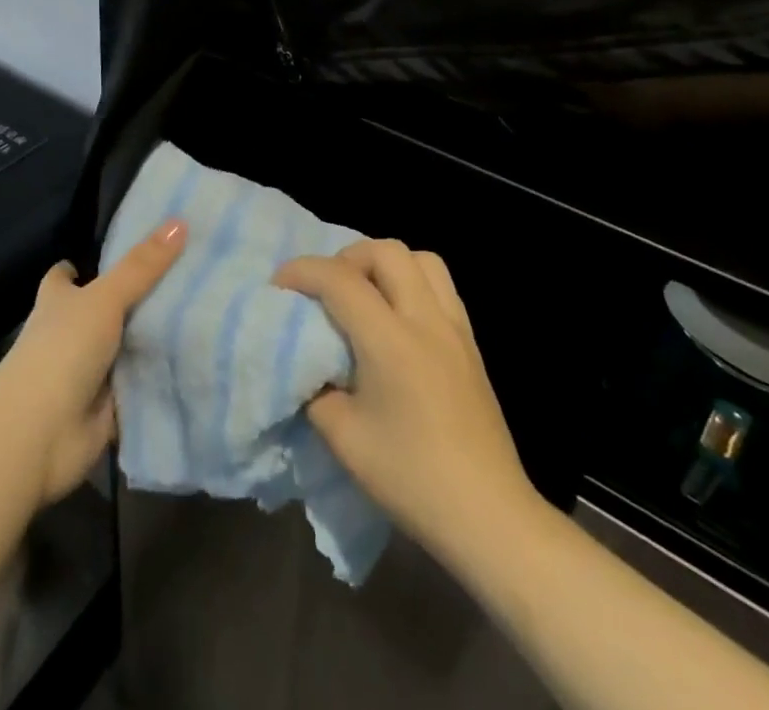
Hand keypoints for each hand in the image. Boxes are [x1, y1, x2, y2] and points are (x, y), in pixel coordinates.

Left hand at [0, 220, 186, 504]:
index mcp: (58, 302)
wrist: (39, 434)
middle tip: (187, 277)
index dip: (83, 266)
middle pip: (105, 311)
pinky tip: (201, 362)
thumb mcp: (104, 298)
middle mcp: (70, 335)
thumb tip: (180, 221)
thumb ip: (142, 265)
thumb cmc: (62, 350)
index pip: (66, 277)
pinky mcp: (108, 408)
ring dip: (153, 341)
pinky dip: (162, 379)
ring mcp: (88, 373)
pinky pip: (141, 386)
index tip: (120, 252)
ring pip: (126, 349)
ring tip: (206, 314)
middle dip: (137, 301)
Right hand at [274, 239, 532, 567]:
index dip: (302, 272)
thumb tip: (310, 366)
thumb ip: (317, 391)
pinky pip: (441, 285)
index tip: (278, 284)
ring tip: (365, 295)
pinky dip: (412, 281)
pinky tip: (398, 318)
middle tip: (326, 289)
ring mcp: (455, 328)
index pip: (340, 280)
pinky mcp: (471, 343)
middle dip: (346, 258)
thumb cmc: (412, 479)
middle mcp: (426, 319)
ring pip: (421, 259)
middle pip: (385, 251)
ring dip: (385, 264)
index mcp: (391, 341)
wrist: (489, 516)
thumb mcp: (344, 440)